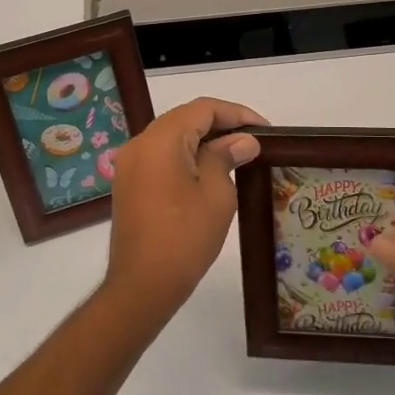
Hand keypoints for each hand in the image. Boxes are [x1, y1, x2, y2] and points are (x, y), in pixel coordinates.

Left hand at [104, 97, 265, 318]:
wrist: (142, 285)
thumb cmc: (185, 237)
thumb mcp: (216, 194)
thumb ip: (226, 157)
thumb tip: (242, 141)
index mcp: (161, 140)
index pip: (202, 109)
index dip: (236, 114)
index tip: (265, 130)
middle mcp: (140, 144)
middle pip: (184, 119)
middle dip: (220, 125)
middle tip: (253, 141)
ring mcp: (130, 164)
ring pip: (171, 137)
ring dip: (203, 140)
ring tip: (236, 154)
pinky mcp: (128, 184)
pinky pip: (160, 157)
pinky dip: (185, 156)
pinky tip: (209, 171)